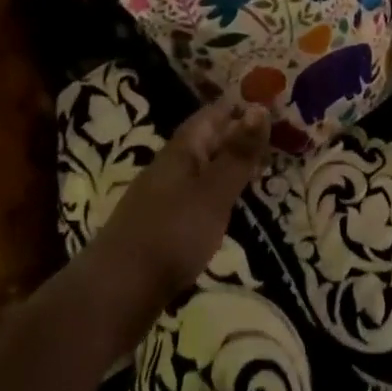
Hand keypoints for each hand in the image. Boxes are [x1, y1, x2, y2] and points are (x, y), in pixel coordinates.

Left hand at [92, 100, 271, 312]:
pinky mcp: (161, 227)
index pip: (211, 115)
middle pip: (205, 141)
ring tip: (258, 168)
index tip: (267, 99)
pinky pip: (195, 197)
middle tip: (273, 134)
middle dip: (235, 134)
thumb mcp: (213, 192)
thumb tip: (260, 107)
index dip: (237, 106)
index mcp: (181, 151)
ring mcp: (162, 198)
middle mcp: (168, 168)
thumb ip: (238, 154)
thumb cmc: (171, 233)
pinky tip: (227, 206)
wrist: (118, 290)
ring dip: (227, 164)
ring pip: (200, 170)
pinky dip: (216, 192)